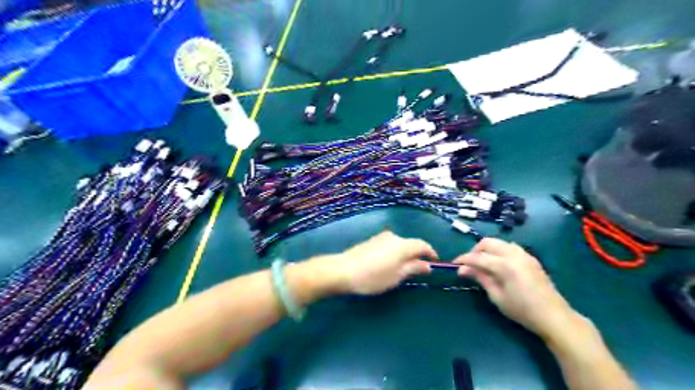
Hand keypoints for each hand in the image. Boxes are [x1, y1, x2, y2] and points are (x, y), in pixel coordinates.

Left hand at [317, 228, 435, 295]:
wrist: (343, 270)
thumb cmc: (374, 276)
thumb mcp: (397, 276)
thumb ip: (414, 268)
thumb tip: (427, 265)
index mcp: (403, 245)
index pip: (423, 245)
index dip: (431, 253)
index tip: (435, 262)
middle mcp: (394, 237)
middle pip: (411, 244)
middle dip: (417, 255)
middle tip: (418, 270)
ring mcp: (381, 237)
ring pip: (399, 245)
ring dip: (405, 254)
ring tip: (402, 270)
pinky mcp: (372, 240)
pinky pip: (389, 245)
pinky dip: (394, 253)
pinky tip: (388, 264)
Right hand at [457, 238, 581, 340]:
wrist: (554, 316)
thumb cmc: (522, 310)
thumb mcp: (497, 296)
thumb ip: (480, 278)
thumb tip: (462, 269)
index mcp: (505, 265)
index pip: (478, 257)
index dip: (463, 259)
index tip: (454, 264)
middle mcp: (514, 254)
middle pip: (488, 242)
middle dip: (475, 250)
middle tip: (468, 264)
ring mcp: (524, 254)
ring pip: (499, 242)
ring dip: (487, 249)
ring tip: (482, 263)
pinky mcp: (530, 258)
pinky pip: (510, 247)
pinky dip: (499, 251)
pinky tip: (498, 264)